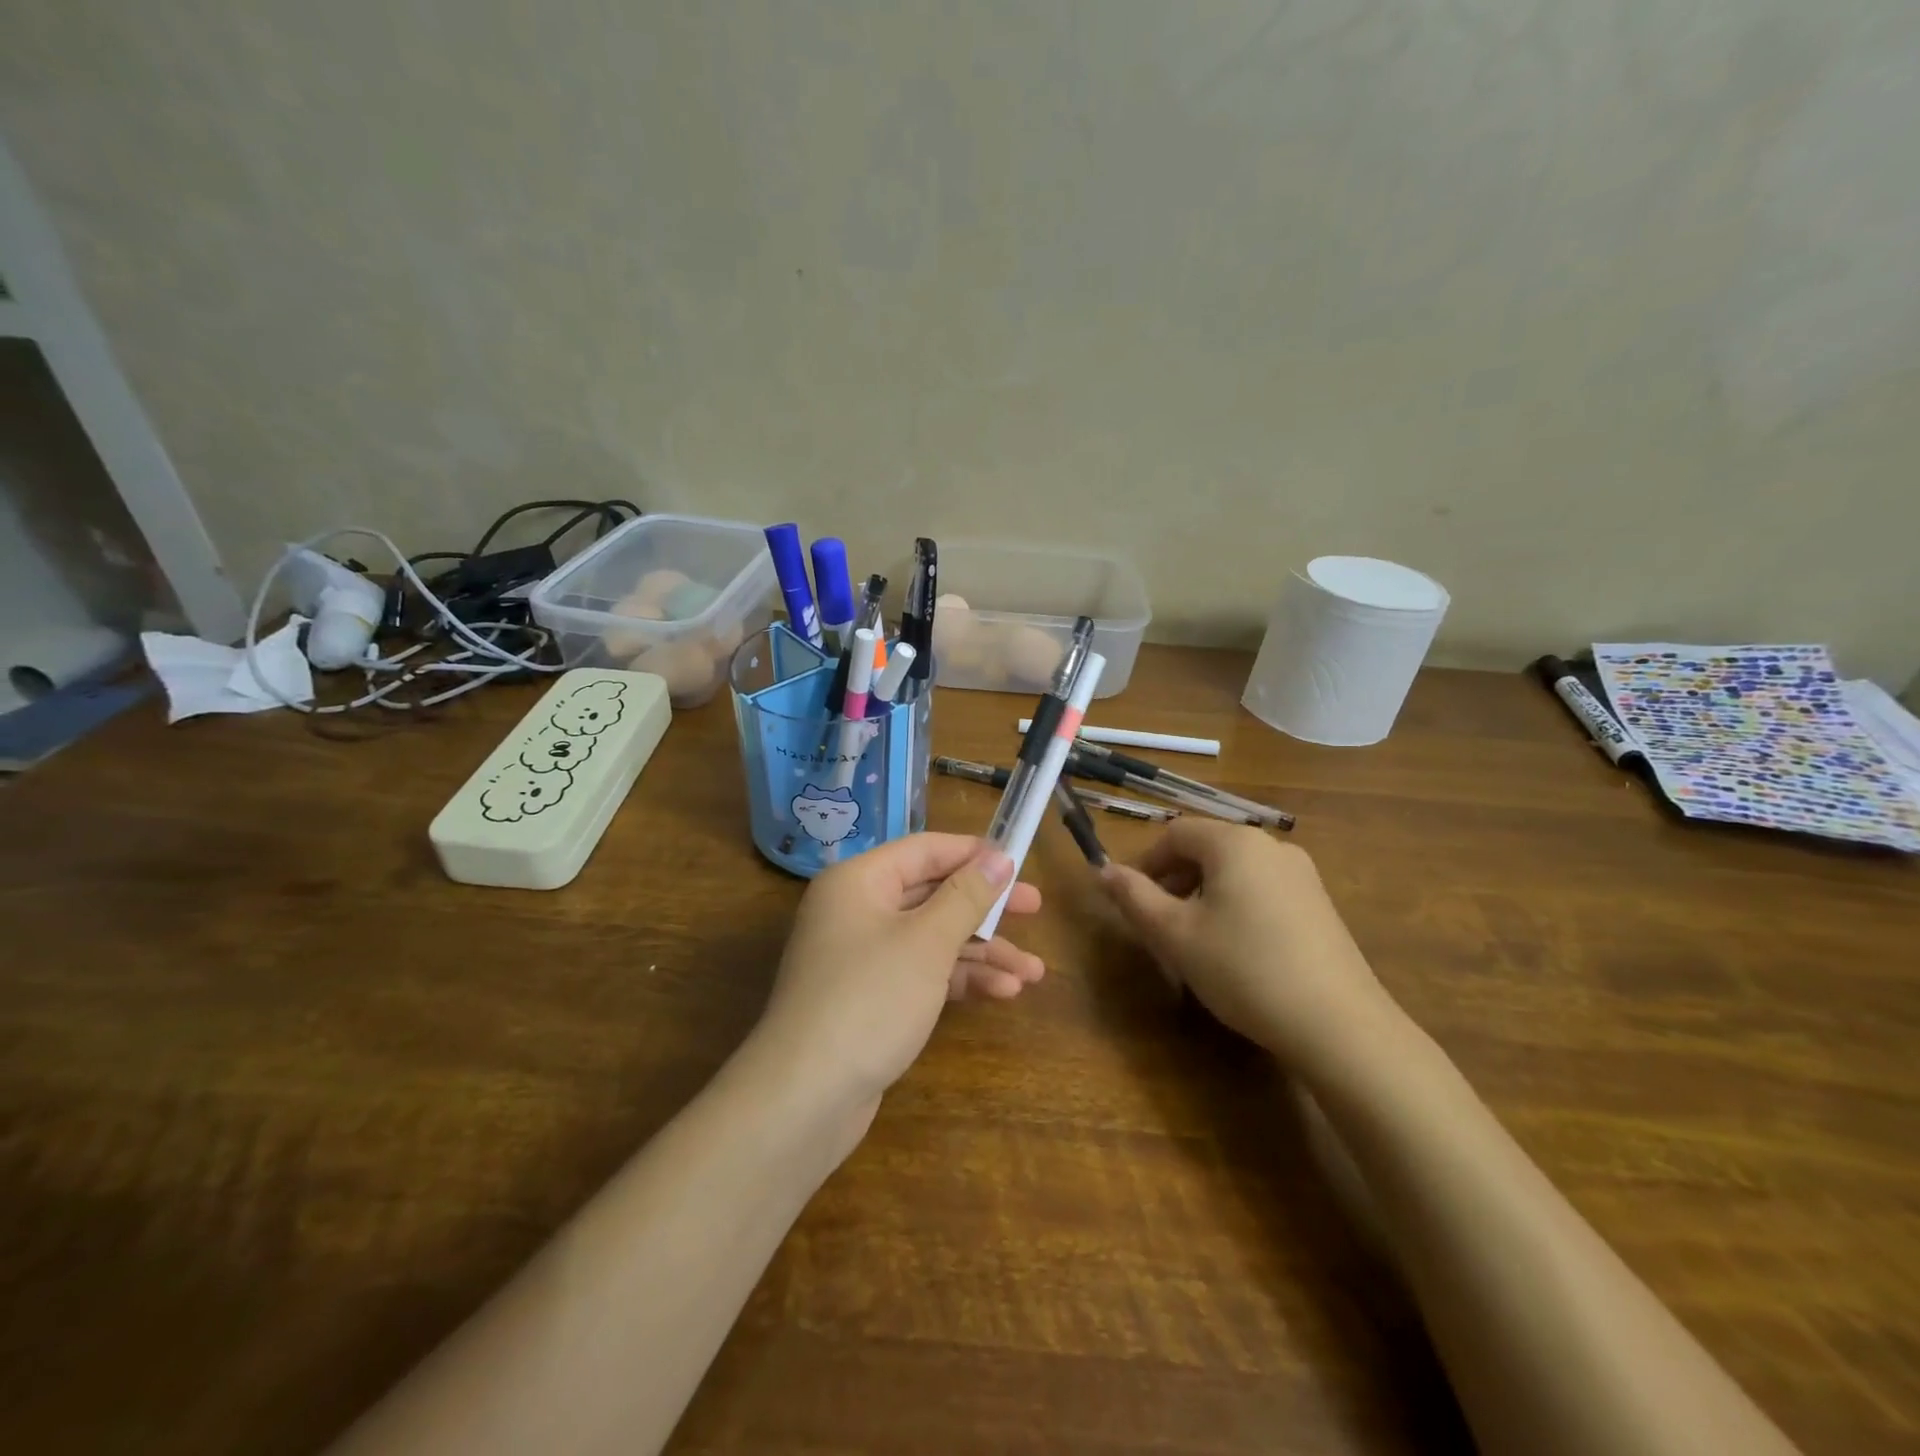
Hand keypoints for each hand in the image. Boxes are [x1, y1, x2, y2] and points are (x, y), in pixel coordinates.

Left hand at [755, 834, 1044, 1121]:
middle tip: (1036, 909)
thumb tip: (998, 857)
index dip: (974, 854)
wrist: (805, 1098)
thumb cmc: (869, 999)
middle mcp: (857, 910)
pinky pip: (922, 973)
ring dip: (982, 952)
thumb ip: (966, 896)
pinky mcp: (871, 998)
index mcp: (859, 881)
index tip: (1020, 861)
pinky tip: (1002, 993)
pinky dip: (959, 979)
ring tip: (1033, 973)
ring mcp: (863, 957)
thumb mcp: (927, 942)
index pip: (925, 851)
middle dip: (986, 907)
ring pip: (932, 938)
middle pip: (932, 894)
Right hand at [1098, 820, 1396, 1066]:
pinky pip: (1263, 890)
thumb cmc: (1243, 969)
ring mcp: (1303, 876)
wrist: (1338, 1025)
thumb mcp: (1175, 935)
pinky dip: (1237, 906)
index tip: (1132, 901)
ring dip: (1204, 894)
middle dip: (1174, 879)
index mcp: (1235, 843)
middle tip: (1159, 923)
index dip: (1146, 862)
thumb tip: (1103, 871)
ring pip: (1235, 871)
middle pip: (1207, 848)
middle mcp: (1272, 847)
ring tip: (1194, 940)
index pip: (1175, 833)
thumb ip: (1134, 897)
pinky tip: (1237, 951)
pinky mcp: (1320, 906)